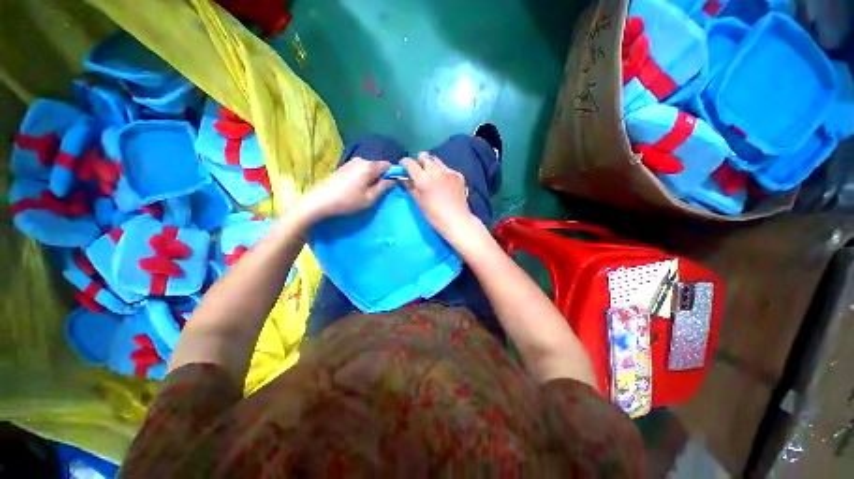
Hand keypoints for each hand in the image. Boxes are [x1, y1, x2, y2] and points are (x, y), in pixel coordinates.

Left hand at [297, 158, 393, 223]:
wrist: (319, 201)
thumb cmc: (348, 201)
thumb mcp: (370, 197)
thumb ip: (384, 186)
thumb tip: (394, 179)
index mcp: (369, 166)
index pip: (388, 165)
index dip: (393, 174)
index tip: (393, 186)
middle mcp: (361, 159)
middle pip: (378, 166)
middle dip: (382, 176)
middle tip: (380, 192)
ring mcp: (351, 162)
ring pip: (369, 168)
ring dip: (372, 177)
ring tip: (368, 191)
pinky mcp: (344, 166)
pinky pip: (361, 169)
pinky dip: (364, 177)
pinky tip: (358, 188)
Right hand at [401, 152, 478, 240]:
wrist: (456, 220)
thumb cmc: (434, 215)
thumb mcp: (418, 202)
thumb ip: (410, 187)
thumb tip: (404, 178)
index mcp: (423, 178)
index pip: (409, 162)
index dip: (404, 163)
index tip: (404, 167)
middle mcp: (435, 170)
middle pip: (424, 156)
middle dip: (419, 162)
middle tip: (419, 172)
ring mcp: (449, 171)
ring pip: (436, 160)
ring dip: (431, 165)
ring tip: (432, 177)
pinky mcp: (458, 174)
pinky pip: (447, 168)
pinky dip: (443, 173)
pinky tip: (444, 184)